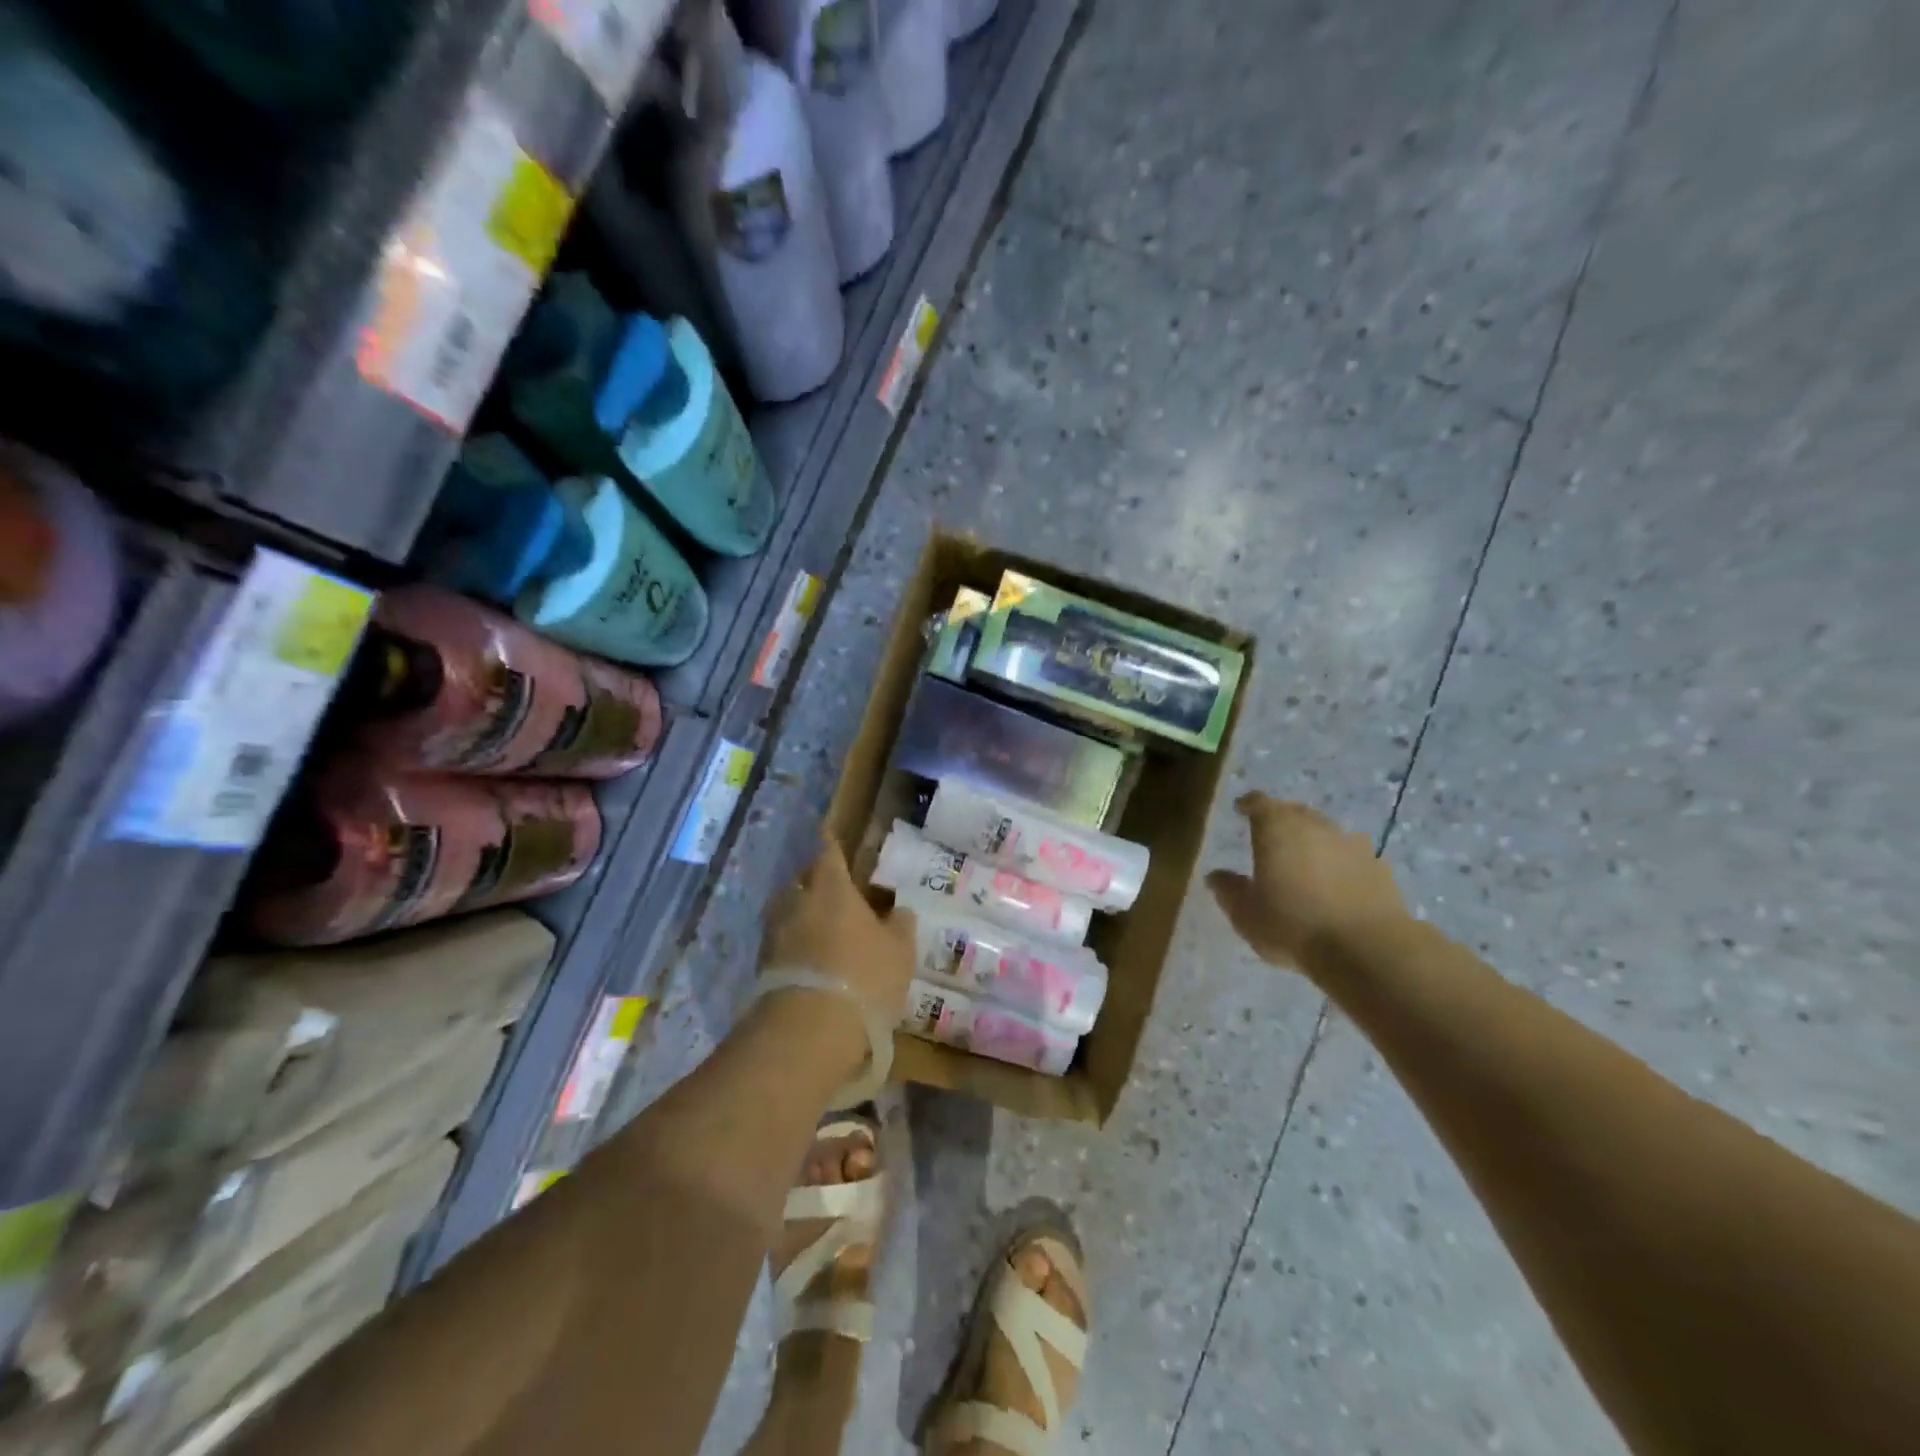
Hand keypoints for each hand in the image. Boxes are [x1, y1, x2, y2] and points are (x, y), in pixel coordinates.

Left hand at [759, 837, 915, 1027]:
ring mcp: (775, 934)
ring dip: (800, 911)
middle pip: (802, 879)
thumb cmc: (864, 977)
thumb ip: (900, 925)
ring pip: (787, 909)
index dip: (830, 842)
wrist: (808, 1030)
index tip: (826, 831)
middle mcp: (798, 902)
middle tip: (830, 884)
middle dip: (814, 878)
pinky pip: (780, 941)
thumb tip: (899, 910)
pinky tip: (807, 956)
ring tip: (819, 923)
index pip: (828, 853)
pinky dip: (792, 941)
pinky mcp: (762, 965)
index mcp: (832, 888)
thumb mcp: (899, 951)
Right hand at [1206, 794, 1410, 970]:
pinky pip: (1350, 856)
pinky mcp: (1379, 867)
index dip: (1249, 804)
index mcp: (1276, 828)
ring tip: (1303, 862)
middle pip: (1294, 812)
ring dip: (1312, 841)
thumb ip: (1229, 890)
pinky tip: (1335, 884)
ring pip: (1325, 832)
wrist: (1367, 949)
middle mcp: (1314, 825)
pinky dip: (1339, 863)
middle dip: (1281, 819)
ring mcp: (1351, 843)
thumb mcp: (1246, 914)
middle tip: (1269, 837)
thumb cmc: (1293, 924)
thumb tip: (1215, 876)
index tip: (1241, 809)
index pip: (1259, 803)